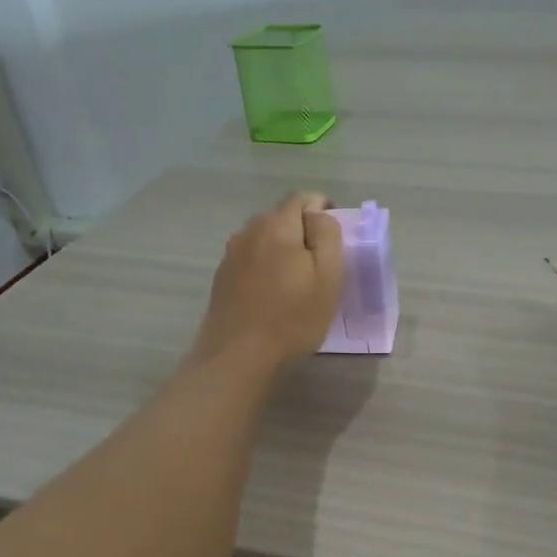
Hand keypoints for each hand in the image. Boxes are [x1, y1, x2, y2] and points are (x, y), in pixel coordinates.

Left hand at [186, 191, 344, 374]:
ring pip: (264, 239)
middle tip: (320, 265)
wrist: (238, 358)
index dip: (323, 210)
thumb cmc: (292, 318)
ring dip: (282, 251)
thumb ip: (327, 235)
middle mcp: (249, 231)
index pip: (303, 198)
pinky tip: (272, 296)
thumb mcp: (327, 276)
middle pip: (282, 217)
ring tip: (296, 283)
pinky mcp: (221, 278)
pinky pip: (251, 260)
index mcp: (277, 225)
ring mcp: (231, 255)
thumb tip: (319, 214)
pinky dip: (265, 268)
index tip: (334, 239)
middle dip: (302, 232)